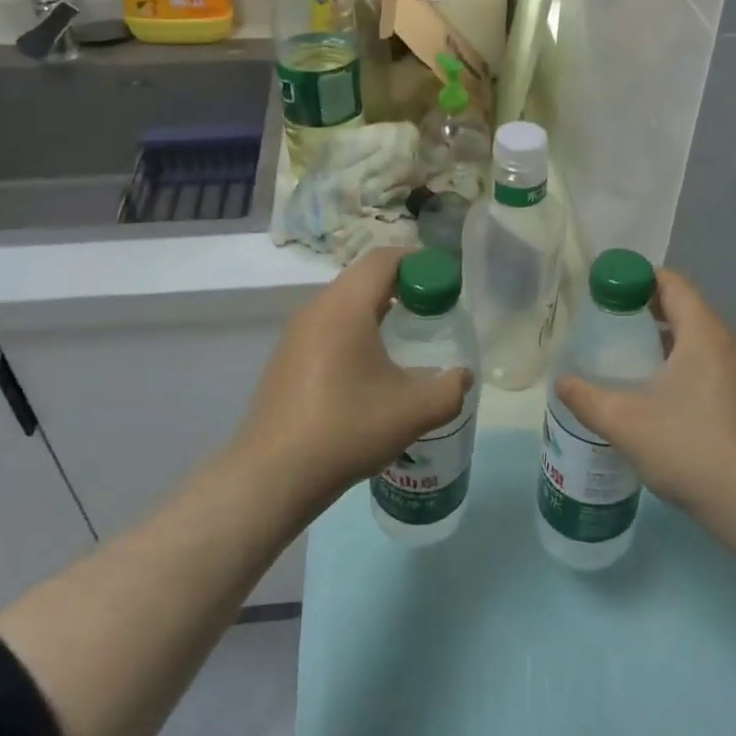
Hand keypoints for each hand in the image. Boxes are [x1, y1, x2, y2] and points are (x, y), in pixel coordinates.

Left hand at [232, 248, 471, 513]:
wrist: (273, 475)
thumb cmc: (347, 429)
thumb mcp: (413, 412)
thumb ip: (450, 389)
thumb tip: (462, 376)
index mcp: (345, 308)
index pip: (383, 259)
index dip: (418, 261)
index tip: (444, 283)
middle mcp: (316, 310)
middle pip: (363, 278)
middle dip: (401, 286)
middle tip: (430, 311)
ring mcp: (294, 334)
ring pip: (342, 304)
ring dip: (375, 310)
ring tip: (402, 342)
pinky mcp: (284, 359)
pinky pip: (326, 327)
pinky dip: (353, 331)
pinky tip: (366, 371)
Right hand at [555, 269, 735, 534]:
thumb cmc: (692, 450)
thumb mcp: (625, 423)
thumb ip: (586, 398)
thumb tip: (561, 382)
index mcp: (705, 333)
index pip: (671, 282)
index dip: (635, 278)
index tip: (602, 292)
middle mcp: (729, 343)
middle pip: (683, 308)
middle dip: (641, 311)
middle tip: (603, 326)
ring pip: (695, 340)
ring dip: (660, 341)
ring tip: (621, 360)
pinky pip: (706, 365)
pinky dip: (678, 365)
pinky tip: (653, 396)